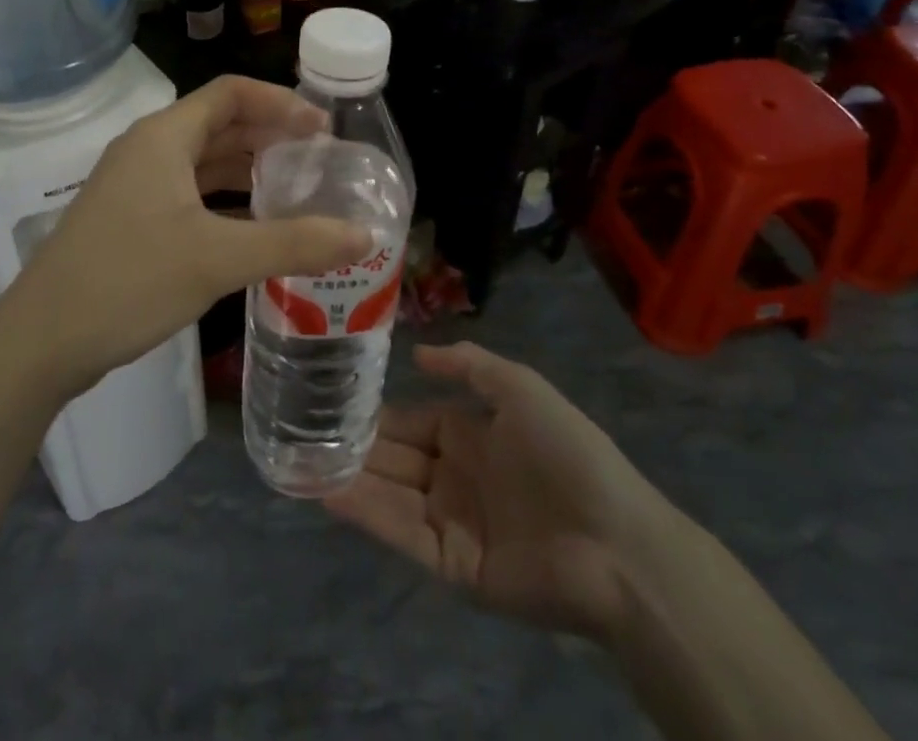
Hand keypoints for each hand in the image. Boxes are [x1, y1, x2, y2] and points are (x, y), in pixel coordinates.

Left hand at [0, 76, 371, 397]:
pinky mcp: (130, 218)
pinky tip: (254, 227)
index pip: (231, 93)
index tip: (323, 128)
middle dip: (269, 134)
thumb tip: (365, 236)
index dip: (281, 102)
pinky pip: (188, 193)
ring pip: (202, 161)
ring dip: (247, 168)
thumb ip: (294, 244)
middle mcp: (148, 149)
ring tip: (296, 187)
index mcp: (164, 136)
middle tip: (319, 158)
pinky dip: (224, 200)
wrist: (41, 340)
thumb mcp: (218, 259)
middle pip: (218, 123)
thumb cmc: (129, 280)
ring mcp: (135, 185)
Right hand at [324, 342, 684, 642]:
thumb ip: (469, 365)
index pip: (414, 420)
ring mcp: (453, 522)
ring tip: (302, 459)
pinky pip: (401, 533)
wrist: (615, 543)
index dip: (380, 412)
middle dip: (357, 445)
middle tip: (305, 429)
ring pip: (391, 493)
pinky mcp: (451, 564)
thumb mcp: (521, 388)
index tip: (337, 399)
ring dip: (351, 477)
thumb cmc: (567, 453)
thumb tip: (416, 354)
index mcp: (474, 436)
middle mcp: (457, 477)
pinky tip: (328, 493)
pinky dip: (365, 513)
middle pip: (397, 457)